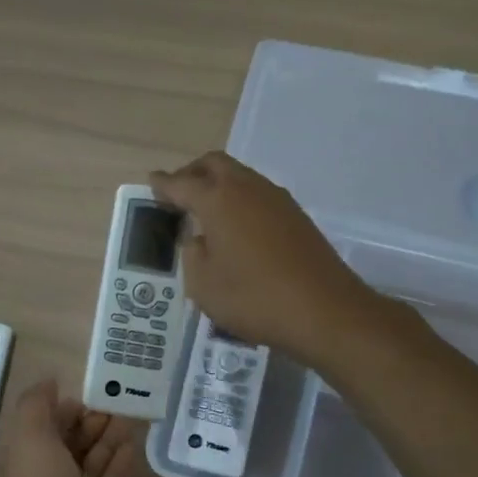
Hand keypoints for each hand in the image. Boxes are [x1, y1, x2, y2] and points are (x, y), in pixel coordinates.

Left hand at [0, 378, 139, 476]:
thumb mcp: (29, 446)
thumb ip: (36, 408)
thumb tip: (48, 382)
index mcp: (21, 462)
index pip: (44, 426)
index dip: (67, 407)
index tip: (97, 392)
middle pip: (68, 445)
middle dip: (92, 423)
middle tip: (124, 403)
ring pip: (90, 467)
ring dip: (109, 442)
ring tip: (134, 419)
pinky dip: (120, 469)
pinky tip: (135, 449)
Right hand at [151, 151, 396, 366]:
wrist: (326, 311)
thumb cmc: (254, 298)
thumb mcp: (203, 285)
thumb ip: (192, 255)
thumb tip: (199, 240)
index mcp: (218, 200)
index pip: (181, 183)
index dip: (163, 184)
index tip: (152, 182)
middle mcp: (247, 189)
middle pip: (214, 164)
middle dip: (192, 173)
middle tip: (177, 193)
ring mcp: (276, 200)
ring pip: (240, 176)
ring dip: (218, 185)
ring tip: (205, 211)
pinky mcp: (296, 216)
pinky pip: (258, 195)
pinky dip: (239, 200)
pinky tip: (236, 228)